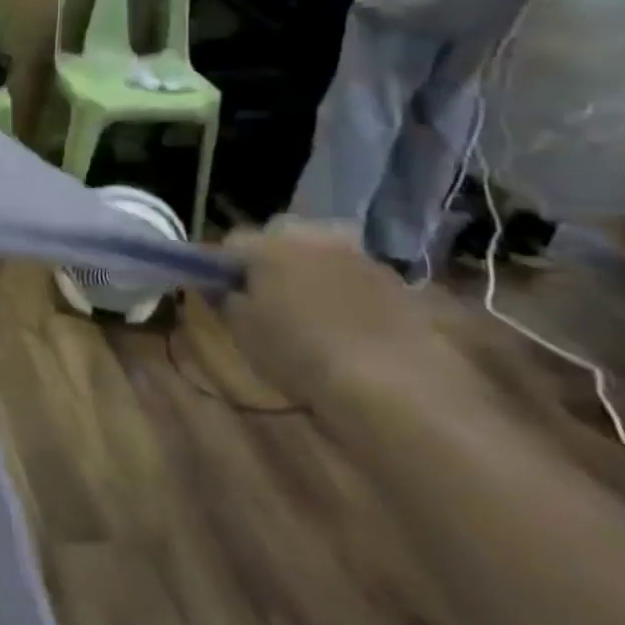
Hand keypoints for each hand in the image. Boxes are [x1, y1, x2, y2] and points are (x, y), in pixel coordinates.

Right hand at [221, 220, 482, 423]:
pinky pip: (357, 279)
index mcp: (270, 243)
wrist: (394, 387)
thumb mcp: (242, 329)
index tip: (223, 292)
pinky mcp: (401, 284)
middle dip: (271, 259)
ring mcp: (362, 257)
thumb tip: (223, 285)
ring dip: (312, 274)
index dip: (223, 266)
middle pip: (281, 237)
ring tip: (310, 314)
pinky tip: (348, 326)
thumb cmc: (300, 353)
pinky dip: (348, 294)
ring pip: (322, 255)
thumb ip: (226, 298)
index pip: (232, 241)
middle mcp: (315, 237)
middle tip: (267, 298)